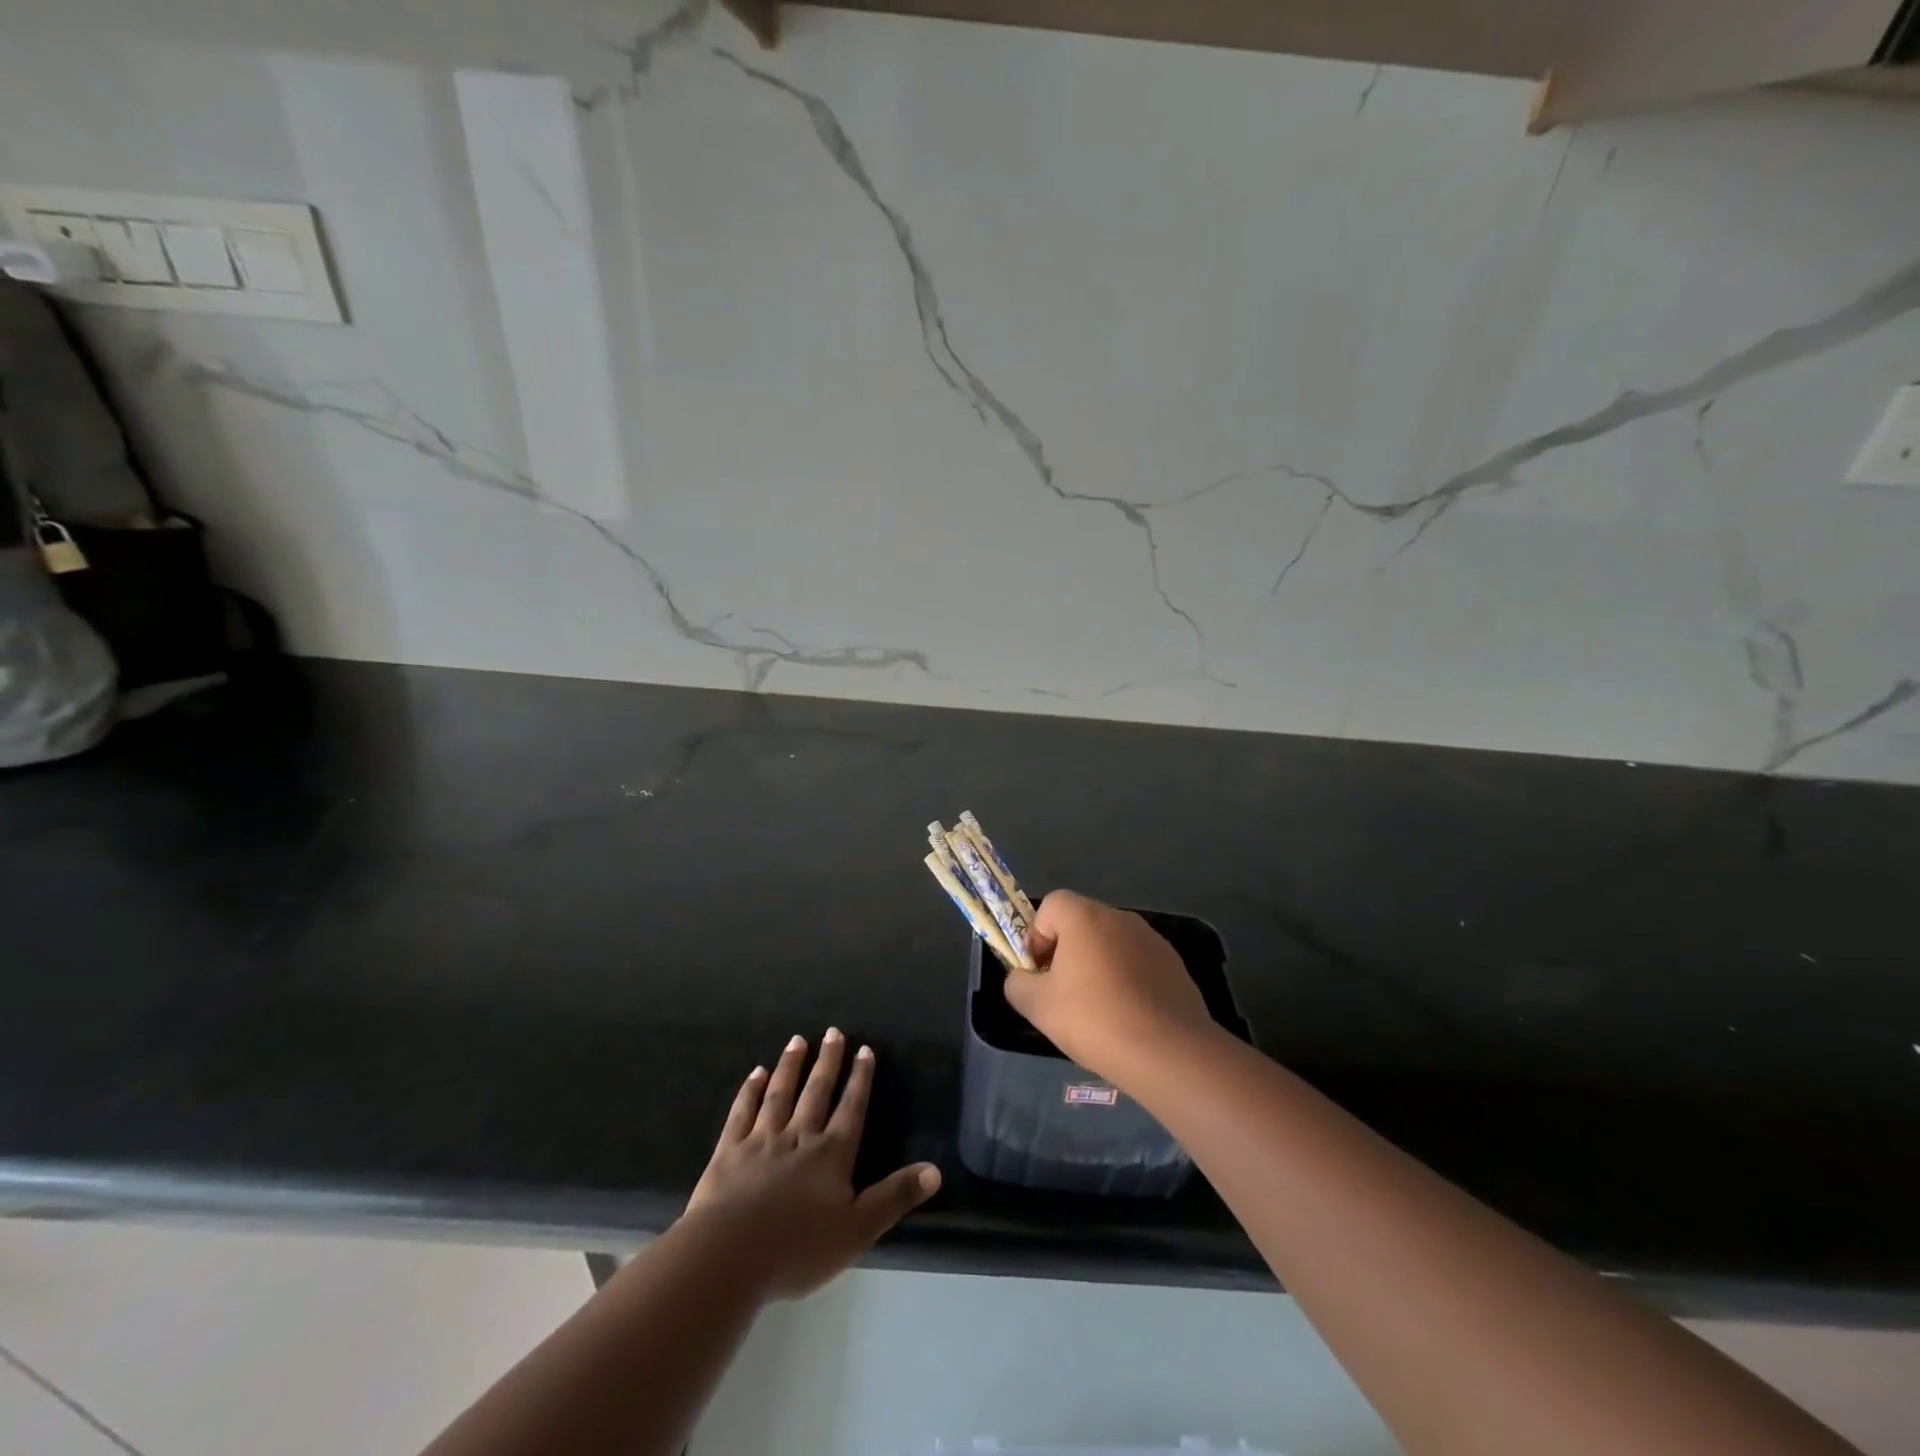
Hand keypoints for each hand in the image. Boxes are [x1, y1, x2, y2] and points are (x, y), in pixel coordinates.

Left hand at [682, 1030, 940, 1298]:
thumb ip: (895, 1197)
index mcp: (831, 1155)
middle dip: (828, 1062)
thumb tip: (936, 1170)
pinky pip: (742, 1113)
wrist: (730, 1256)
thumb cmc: (798, 1248)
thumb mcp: (858, 1230)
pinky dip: (750, 1091)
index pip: (851, 1108)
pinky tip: (756, 1074)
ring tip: (797, 1040)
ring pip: (780, 1095)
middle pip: (816, 1093)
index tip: (865, 1049)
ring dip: (790, 1066)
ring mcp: (761, 1142)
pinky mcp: (729, 1153)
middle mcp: (799, 1138)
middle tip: (833, 1032)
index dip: (860, 1079)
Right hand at [1003, 890, 1219, 1086]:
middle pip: (1081, 923)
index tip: (1039, 972)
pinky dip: (1126, 980)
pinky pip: (1138, 963)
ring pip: (1111, 944)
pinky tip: (1128, 1017)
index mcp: (1085, 917)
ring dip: (1097, 966)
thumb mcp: (1038, 1006)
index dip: (1037, 935)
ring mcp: (1152, 939)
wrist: (1169, 1053)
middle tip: (1063, 993)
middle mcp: (1120, 918)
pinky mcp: (1174, 964)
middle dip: (1066, 952)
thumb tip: (1022, 978)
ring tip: (1097, 1010)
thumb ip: (1018, 984)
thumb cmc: (1095, 1020)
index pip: (1051, 904)